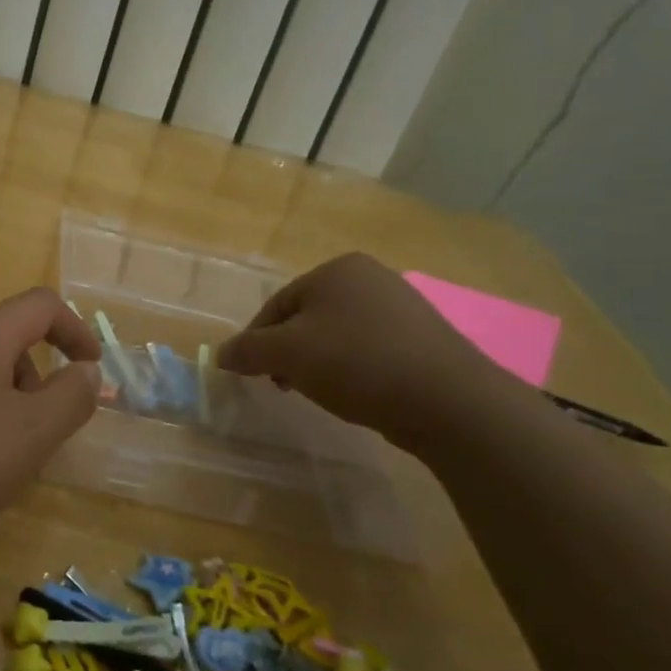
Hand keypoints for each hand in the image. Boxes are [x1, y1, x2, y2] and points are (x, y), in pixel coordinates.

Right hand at [217, 254, 502, 439]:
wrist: (449, 401)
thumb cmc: (357, 363)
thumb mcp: (287, 354)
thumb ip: (247, 349)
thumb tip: (221, 354)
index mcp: (336, 269)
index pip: (276, 305)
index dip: (256, 340)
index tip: (250, 373)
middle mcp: (371, 277)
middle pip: (307, 317)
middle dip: (288, 352)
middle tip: (282, 385)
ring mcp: (402, 307)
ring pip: (338, 334)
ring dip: (318, 362)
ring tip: (320, 392)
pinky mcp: (423, 338)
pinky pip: (369, 349)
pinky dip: (352, 369)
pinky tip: (356, 393)